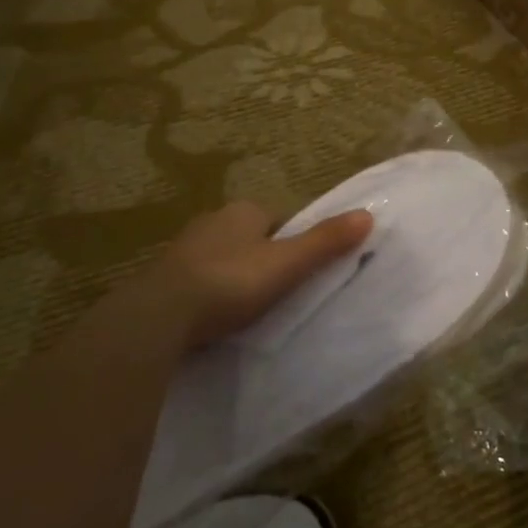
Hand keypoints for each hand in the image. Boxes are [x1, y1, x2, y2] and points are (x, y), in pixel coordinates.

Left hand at [160, 200, 374, 346]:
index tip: (300, 270)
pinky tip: (214, 317)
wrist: (159, 315)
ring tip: (246, 308)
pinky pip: (197, 280)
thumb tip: (368, 214)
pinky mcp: (163, 277)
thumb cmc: (231, 282)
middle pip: (249, 237)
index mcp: (243, 211)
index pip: (278, 220)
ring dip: (233, 275)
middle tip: (277, 292)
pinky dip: (209, 293)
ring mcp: (183, 249)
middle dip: (261, 258)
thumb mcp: (287, 264)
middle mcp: (211, 221)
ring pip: (221, 258)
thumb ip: (325, 242)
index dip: (292, 241)